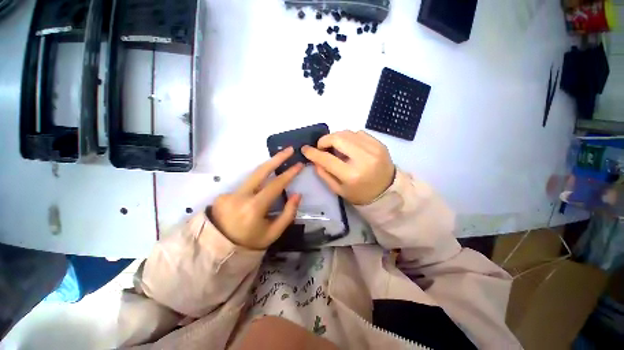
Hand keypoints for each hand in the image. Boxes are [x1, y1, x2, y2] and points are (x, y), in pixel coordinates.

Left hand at [210, 147, 302, 249]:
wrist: (220, 249)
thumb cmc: (250, 242)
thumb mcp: (273, 233)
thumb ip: (288, 213)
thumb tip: (297, 194)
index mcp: (253, 208)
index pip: (275, 185)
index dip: (289, 174)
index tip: (299, 164)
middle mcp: (240, 196)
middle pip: (260, 171)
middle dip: (277, 158)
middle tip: (289, 149)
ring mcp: (230, 193)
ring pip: (253, 175)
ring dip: (268, 166)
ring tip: (280, 159)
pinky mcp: (225, 193)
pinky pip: (247, 185)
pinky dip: (258, 182)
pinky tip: (263, 185)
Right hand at [302, 130, 394, 204]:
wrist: (387, 191)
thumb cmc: (360, 194)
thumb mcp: (338, 189)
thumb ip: (324, 173)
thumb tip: (315, 159)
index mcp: (351, 175)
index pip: (327, 159)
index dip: (313, 152)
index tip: (305, 149)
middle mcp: (363, 159)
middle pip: (337, 138)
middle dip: (324, 140)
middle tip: (322, 147)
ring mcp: (373, 149)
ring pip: (347, 132)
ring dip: (336, 138)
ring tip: (336, 148)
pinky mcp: (379, 144)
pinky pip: (358, 133)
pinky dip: (349, 137)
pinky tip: (349, 146)